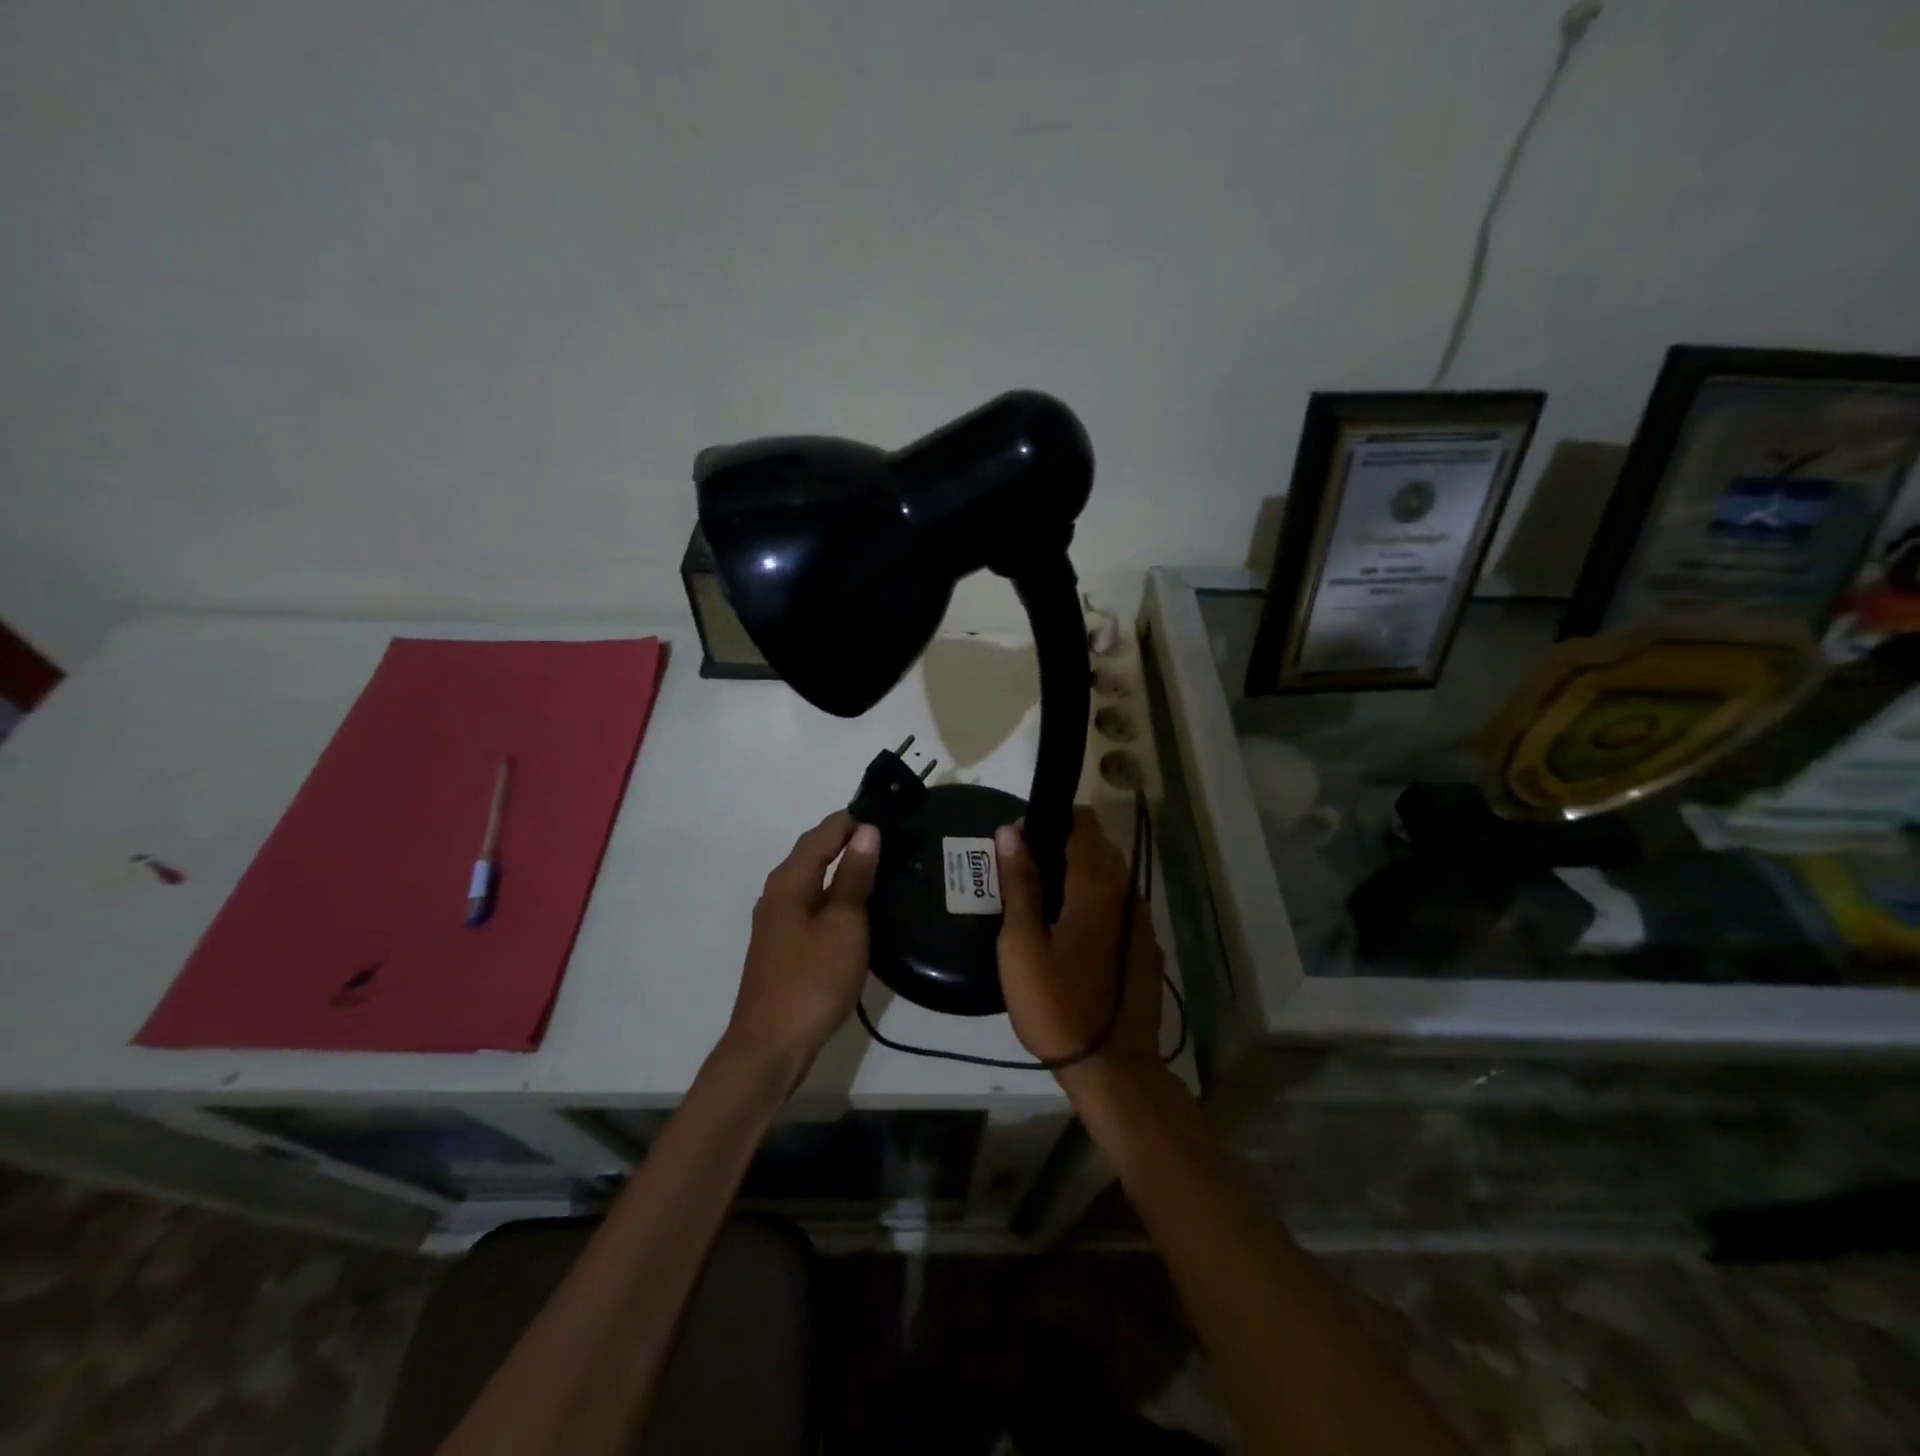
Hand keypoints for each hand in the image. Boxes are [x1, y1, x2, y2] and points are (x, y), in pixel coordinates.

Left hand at [723, 810, 880, 1083]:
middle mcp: (777, 893)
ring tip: (883, 864)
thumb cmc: (811, 981)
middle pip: (814, 853)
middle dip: (848, 839)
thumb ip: (854, 877)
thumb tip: (866, 830)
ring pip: (814, 880)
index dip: (853, 819)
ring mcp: (777, 922)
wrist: (770, 1047)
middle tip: (891, 835)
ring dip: (844, 867)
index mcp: (789, 882)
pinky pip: (813, 904)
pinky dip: (836, 894)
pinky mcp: (784, 946)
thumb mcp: (844, 926)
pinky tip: (859, 906)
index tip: (888, 810)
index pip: (823, 833)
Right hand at [995, 808, 1163, 1078]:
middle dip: (1061, 847)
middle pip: (1097, 846)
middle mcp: (1127, 893)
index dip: (1051, 820)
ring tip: (1043, 907)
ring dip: (1078, 876)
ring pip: (1109, 877)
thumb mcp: (1022, 945)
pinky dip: (1094, 903)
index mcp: (1097, 885)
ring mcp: (1142, 921)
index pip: (1083, 823)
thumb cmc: (1057, 1005)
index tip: (1022, 841)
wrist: (1113, 1070)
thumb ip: (1020, 884)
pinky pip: (1117, 906)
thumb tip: (1011, 831)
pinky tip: (1070, 937)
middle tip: (1024, 878)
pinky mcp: (1145, 946)